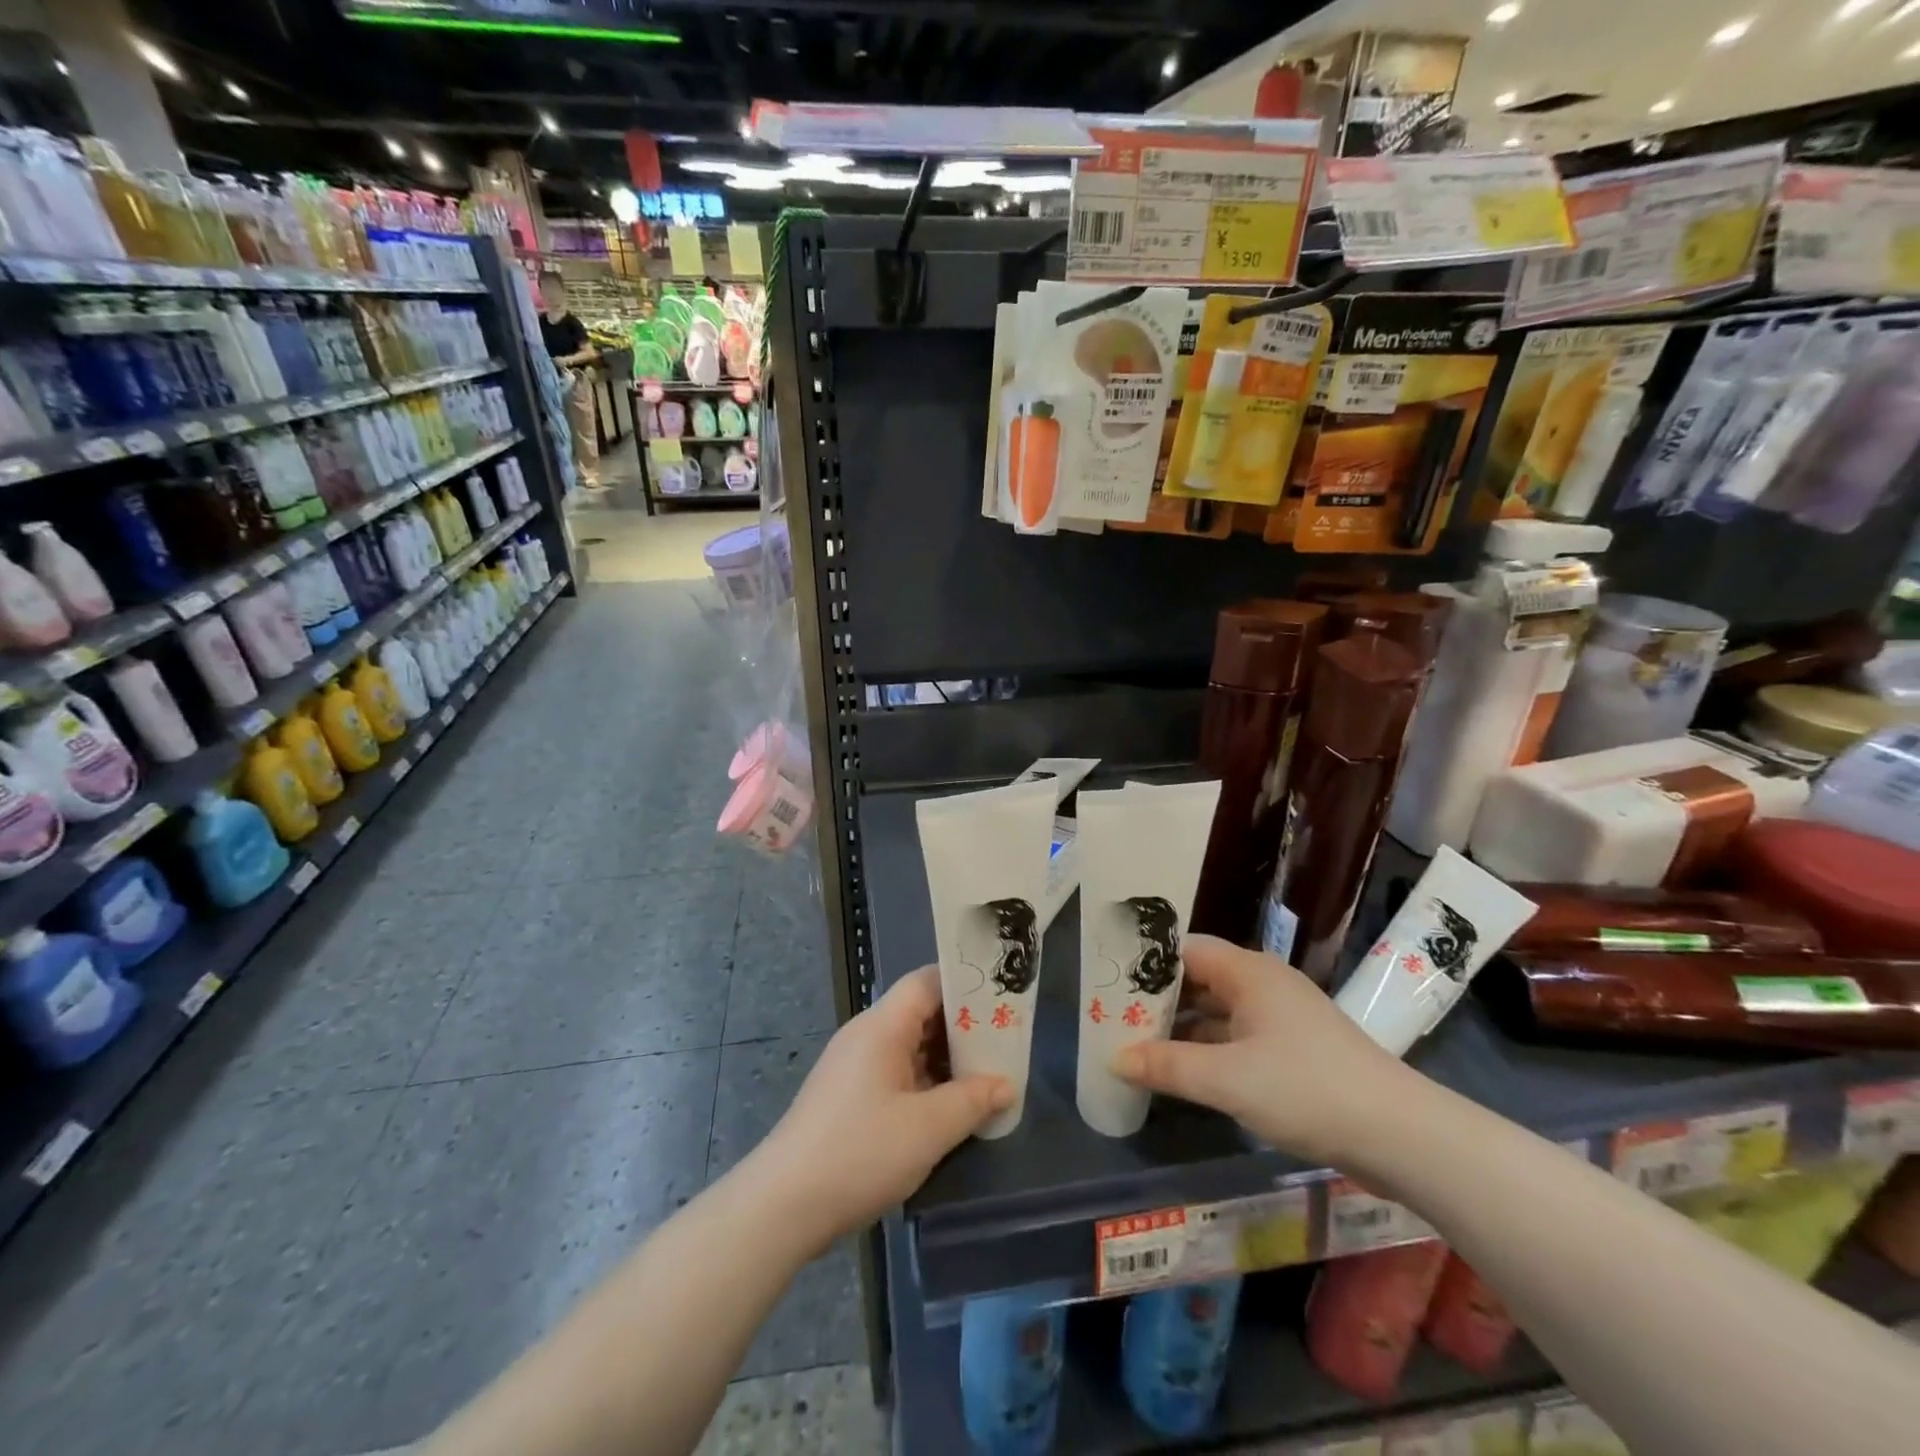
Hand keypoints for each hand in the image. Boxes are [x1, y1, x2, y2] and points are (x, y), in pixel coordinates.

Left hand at [753, 966, 1011, 1252]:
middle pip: (920, 1012)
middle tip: (1004, 1044)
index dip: (965, 986)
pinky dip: (925, 1082)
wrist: (783, 1206)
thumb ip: (972, 1101)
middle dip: (962, 1028)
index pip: (927, 982)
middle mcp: (866, 1036)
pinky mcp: (848, 1097)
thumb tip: (1006, 1084)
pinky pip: (895, 1073)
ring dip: (945, 1060)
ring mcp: (854, 1067)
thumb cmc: (860, 1153)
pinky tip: (949, 1108)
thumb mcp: (928, 1128)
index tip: (1001, 1000)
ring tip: (987, 1076)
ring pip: (909, 1046)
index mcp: (882, 1026)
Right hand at [1113, 935, 1411, 1165]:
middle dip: (1160, 1000)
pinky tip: (1185, 1072)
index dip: (1148, 964)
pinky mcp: (1295, 1051)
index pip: (1186, 950)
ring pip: (1219, 1012)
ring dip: (1184, 1028)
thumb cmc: (1306, 1088)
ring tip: (1140, 1046)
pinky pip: (1238, 1038)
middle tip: (1117, 1018)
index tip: (1112, 985)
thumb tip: (1114, 1058)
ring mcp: (1283, 1019)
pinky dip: (1210, 1050)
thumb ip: (1167, 1065)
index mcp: (1249, 972)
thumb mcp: (1227, 1078)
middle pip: (1200, 979)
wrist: (1401, 1136)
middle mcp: (1264, 985)